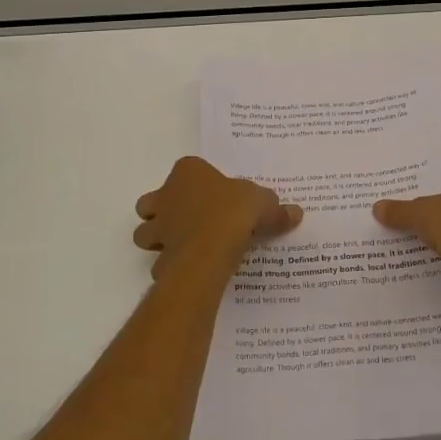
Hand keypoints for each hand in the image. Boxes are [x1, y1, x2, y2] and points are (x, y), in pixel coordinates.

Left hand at [134, 157, 302, 282]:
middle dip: (164, 211)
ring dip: (159, 239)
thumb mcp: (264, 203)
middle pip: (153, 202)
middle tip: (190, 221)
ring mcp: (159, 227)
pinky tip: (191, 270)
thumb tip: (295, 213)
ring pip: (145, 232)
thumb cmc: (234, 211)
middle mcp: (165, 196)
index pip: (187, 169)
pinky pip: (160, 262)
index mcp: (188, 172)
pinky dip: (170, 266)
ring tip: (186, 246)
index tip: (215, 195)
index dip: (198, 182)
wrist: (210, 248)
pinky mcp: (158, 255)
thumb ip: (276, 209)